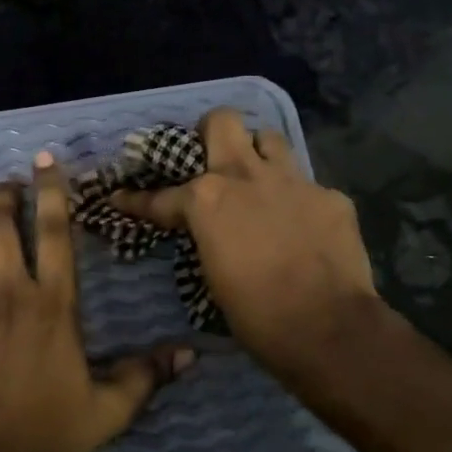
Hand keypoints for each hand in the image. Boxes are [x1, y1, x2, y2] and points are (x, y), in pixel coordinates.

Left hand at [0, 152, 193, 451]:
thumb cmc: (50, 433)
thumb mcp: (109, 408)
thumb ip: (147, 375)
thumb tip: (192, 355)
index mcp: (53, 305)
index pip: (53, 233)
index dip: (51, 192)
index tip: (45, 162)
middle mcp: (9, 295)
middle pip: (0, 226)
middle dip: (4, 196)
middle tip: (11, 183)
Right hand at [112, 108, 384, 380]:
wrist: (327, 329)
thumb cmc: (257, 315)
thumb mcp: (212, 276)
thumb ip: (207, 239)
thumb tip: (207, 234)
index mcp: (207, 200)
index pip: (161, 195)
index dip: (136, 199)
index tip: (121, 196)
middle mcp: (246, 177)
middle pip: (222, 122)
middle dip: (210, 131)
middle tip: (210, 155)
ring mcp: (293, 181)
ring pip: (269, 139)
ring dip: (258, 154)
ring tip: (257, 178)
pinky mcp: (330, 196)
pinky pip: (307, 185)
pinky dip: (298, 200)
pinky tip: (302, 224)